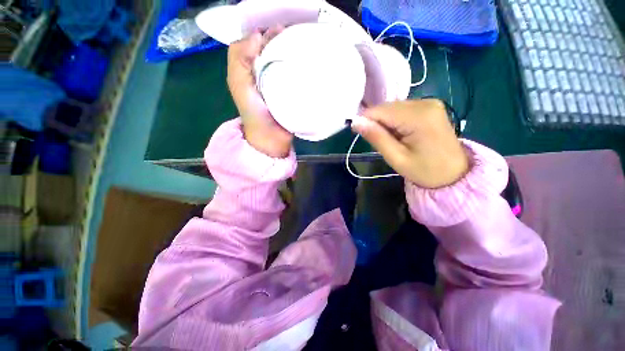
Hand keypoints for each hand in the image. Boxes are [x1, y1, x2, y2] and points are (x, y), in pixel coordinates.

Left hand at [227, 28, 292, 157]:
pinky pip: (295, 74)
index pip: (256, 42)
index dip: (265, 32)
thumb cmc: (254, 113)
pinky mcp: (292, 92)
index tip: (279, 30)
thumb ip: (239, 58)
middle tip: (293, 36)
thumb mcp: (239, 84)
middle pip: (272, 48)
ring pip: (284, 59)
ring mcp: (280, 82)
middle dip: (281, 39)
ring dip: (292, 50)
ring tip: (302, 44)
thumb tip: (258, 36)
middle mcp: (264, 72)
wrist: (272, 137)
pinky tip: (306, 62)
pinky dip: (300, 66)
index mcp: (250, 68)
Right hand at [352, 99, 468, 187]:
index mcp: (418, 117)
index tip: (358, 132)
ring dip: (386, 122)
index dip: (365, 119)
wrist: (454, 174)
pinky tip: (400, 133)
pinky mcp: (431, 107)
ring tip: (391, 140)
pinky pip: (403, 109)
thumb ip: (376, 137)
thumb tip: (356, 122)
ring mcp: (430, 103)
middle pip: (387, 107)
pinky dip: (395, 120)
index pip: (380, 110)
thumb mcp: (396, 158)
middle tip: (379, 141)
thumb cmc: (424, 171)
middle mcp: (425, 103)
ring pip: (394, 108)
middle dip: (377, 122)